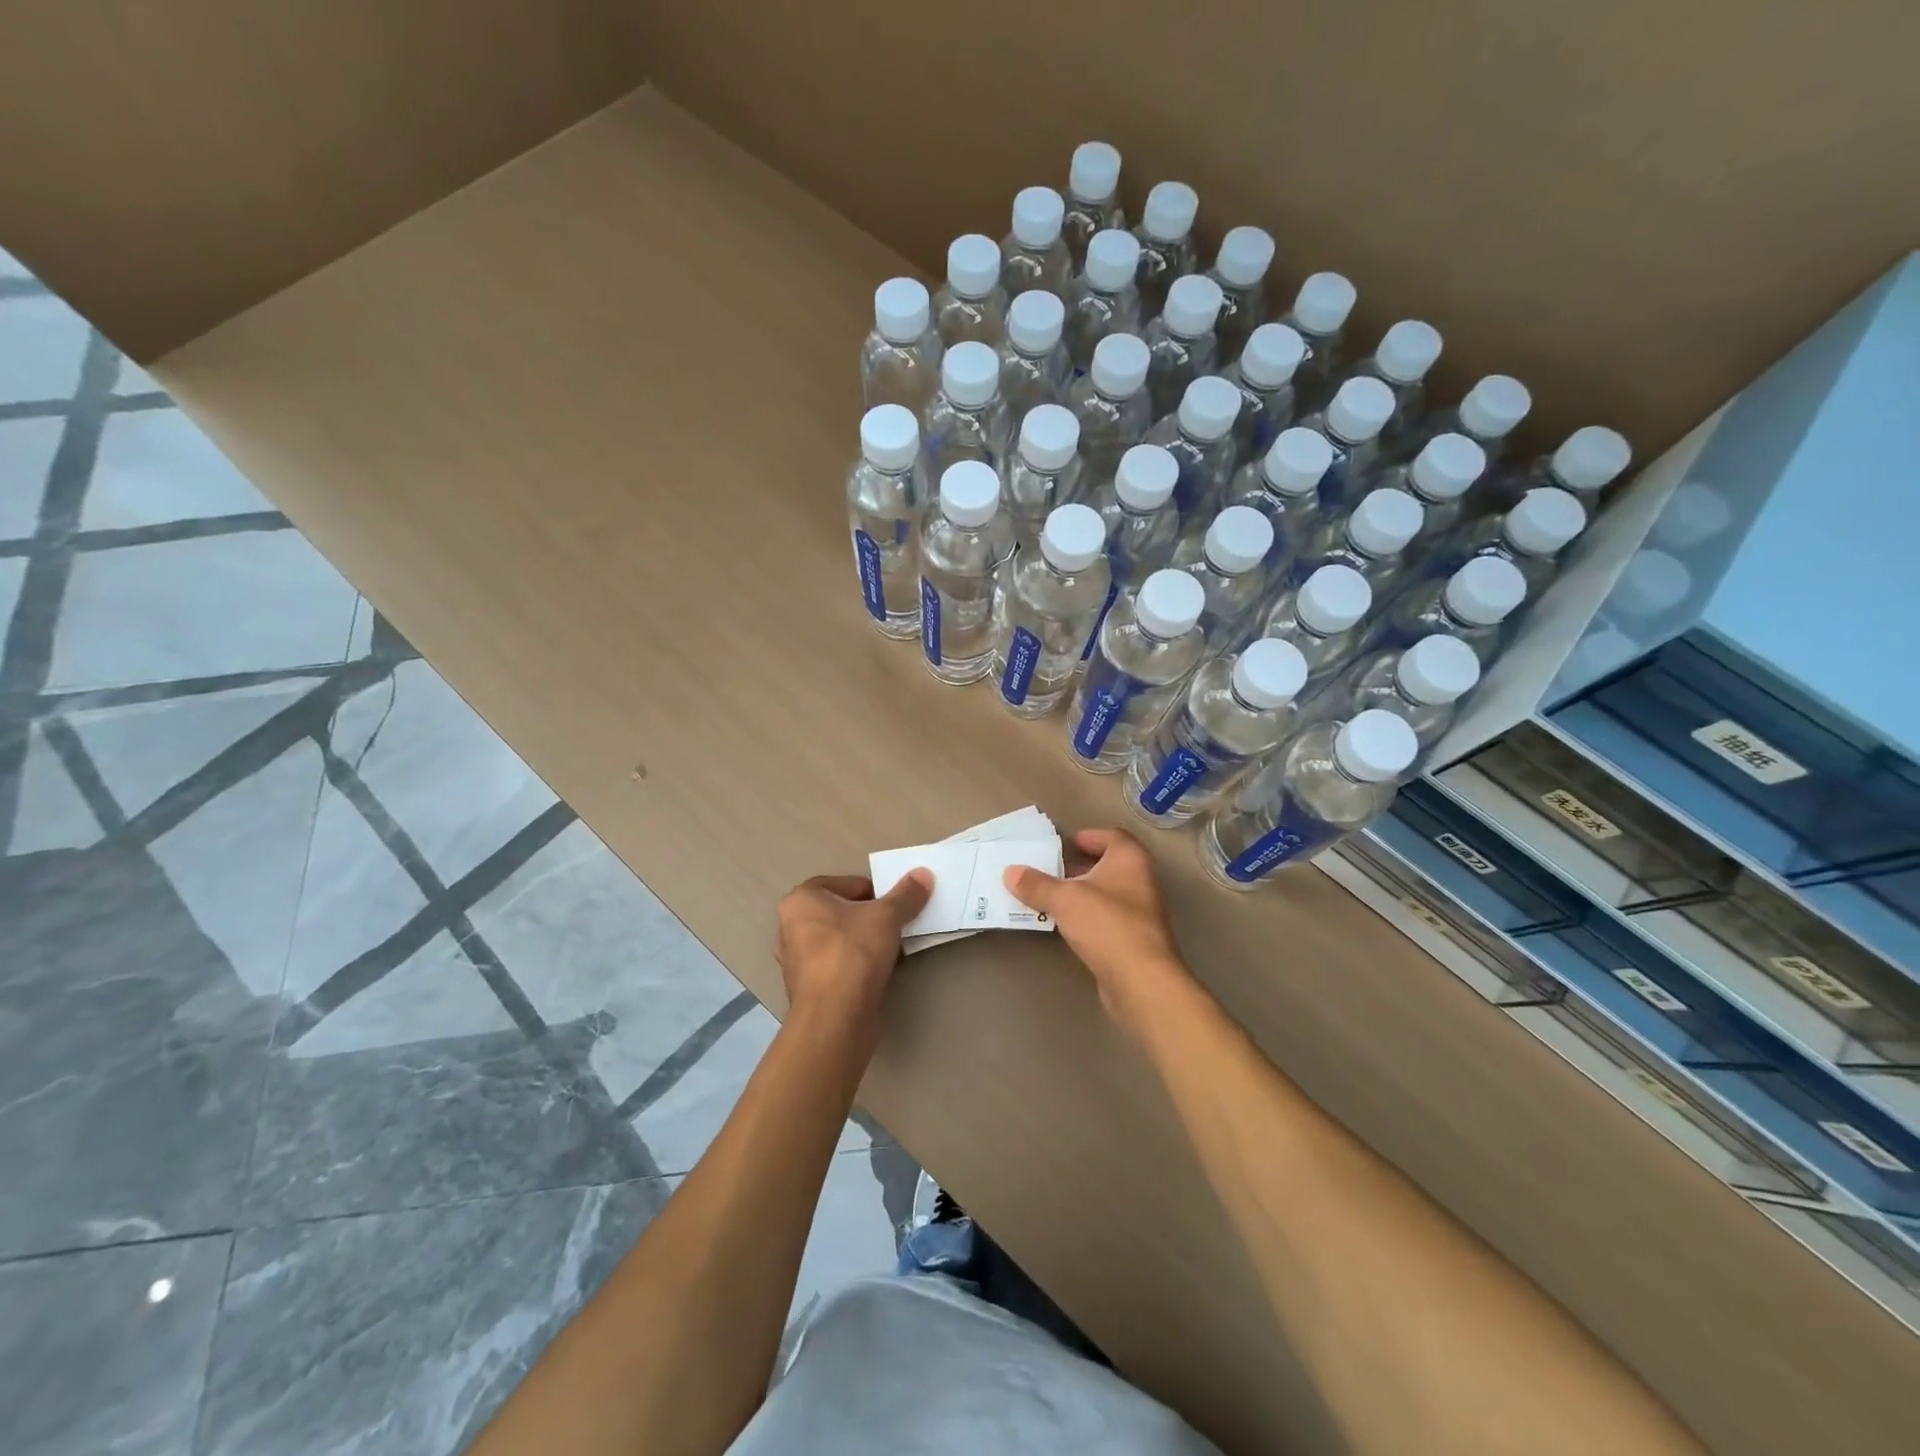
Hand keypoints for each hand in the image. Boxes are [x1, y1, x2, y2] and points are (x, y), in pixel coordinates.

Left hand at [773, 871, 932, 1032]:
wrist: (835, 1018)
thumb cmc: (853, 953)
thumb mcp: (887, 916)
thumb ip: (906, 894)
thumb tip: (923, 874)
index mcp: (801, 899)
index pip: (847, 884)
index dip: (876, 893)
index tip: (895, 909)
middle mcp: (790, 926)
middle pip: (841, 912)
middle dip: (868, 918)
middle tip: (894, 927)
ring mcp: (795, 960)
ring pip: (838, 940)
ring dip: (862, 943)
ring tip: (887, 951)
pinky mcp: (806, 988)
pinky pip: (836, 965)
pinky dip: (854, 966)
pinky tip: (874, 974)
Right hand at [1003, 828, 1194, 1031]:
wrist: (1140, 980)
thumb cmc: (1106, 924)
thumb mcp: (1064, 899)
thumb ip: (1036, 884)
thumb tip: (1010, 871)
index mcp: (1130, 859)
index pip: (1112, 836)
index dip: (1090, 836)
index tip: (1067, 843)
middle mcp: (1141, 880)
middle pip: (1110, 865)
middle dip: (1081, 866)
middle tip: (1052, 870)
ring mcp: (1142, 912)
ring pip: (1108, 893)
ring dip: (1083, 894)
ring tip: (1051, 898)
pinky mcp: (1136, 940)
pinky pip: (1107, 919)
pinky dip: (1088, 917)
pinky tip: (1067, 926)